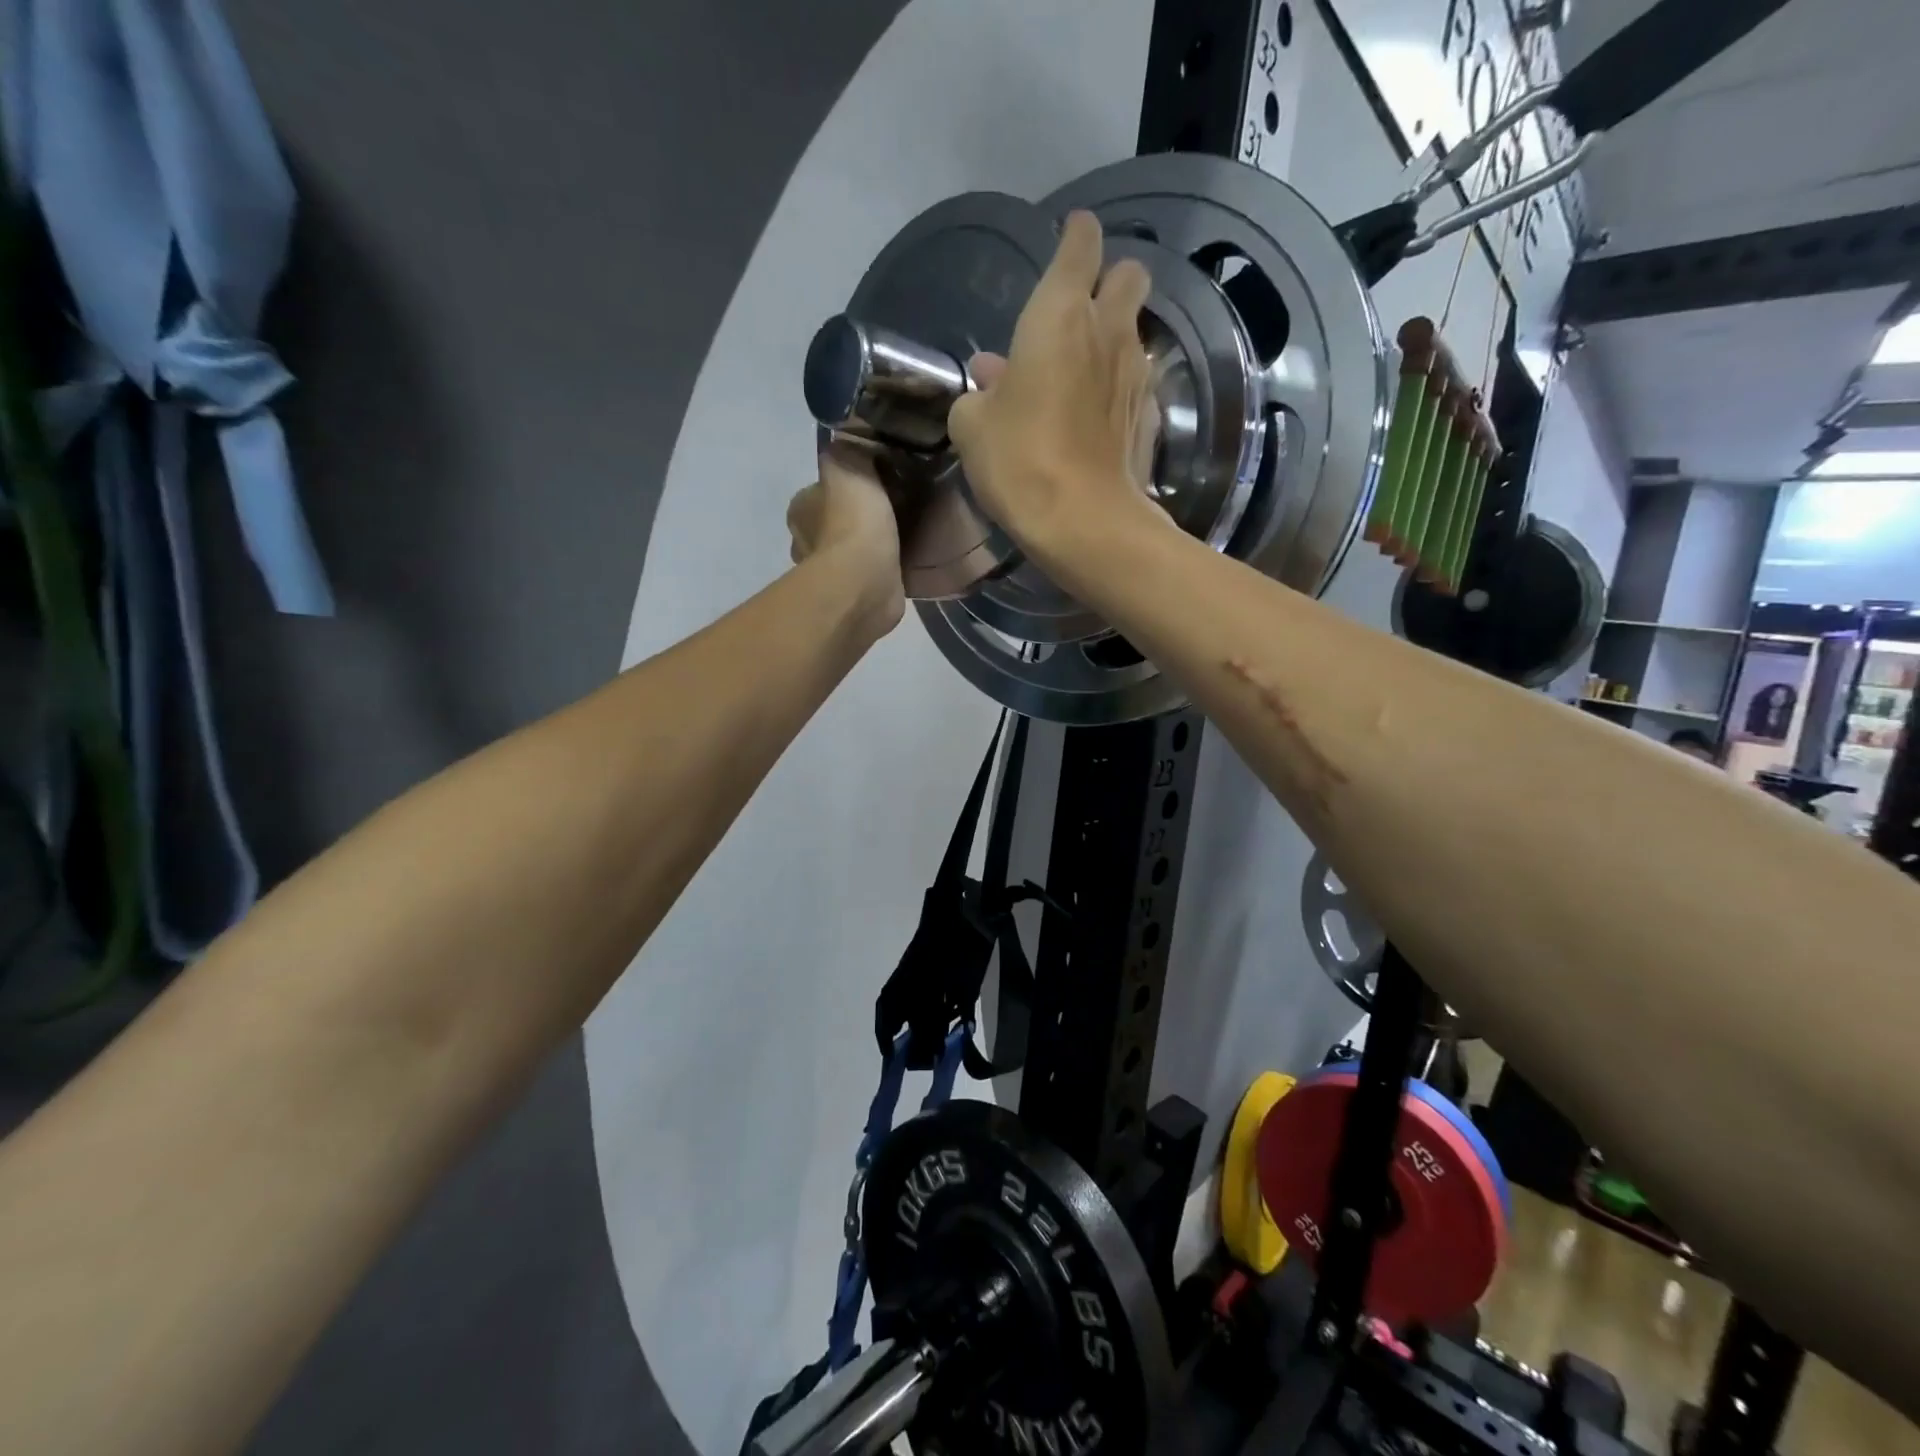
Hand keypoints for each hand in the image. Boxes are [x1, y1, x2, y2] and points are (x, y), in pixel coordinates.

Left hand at [787, 445, 905, 634]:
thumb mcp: (851, 464)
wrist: (865, 583)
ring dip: (869, 546)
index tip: (875, 484)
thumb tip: (853, 441)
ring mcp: (828, 574)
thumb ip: (851, 449)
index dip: (846, 486)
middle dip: (857, 518)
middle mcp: (805, 542)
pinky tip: (902, 561)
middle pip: (834, 522)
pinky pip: (869, 575)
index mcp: (800, 509)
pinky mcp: (852, 597)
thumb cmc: (853, 522)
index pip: (820, 490)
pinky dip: (882, 569)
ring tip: (902, 534)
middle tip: (893, 509)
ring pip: (850, 551)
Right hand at [947, 211, 1159, 561]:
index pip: (1080, 243)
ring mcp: (1135, 373)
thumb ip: (978, 393)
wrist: (1083, 521)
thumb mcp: (971, 426)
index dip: (1075, 236)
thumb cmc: (1019, 460)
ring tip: (1077, 372)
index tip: (1067, 241)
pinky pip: (1135, 380)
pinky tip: (1095, 415)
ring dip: (1110, 338)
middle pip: (1128, 274)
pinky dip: (1116, 386)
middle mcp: (1107, 330)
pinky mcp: (1149, 414)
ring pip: (1133, 330)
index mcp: (1059, 314)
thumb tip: (991, 381)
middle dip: (1109, 280)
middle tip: (1079, 311)